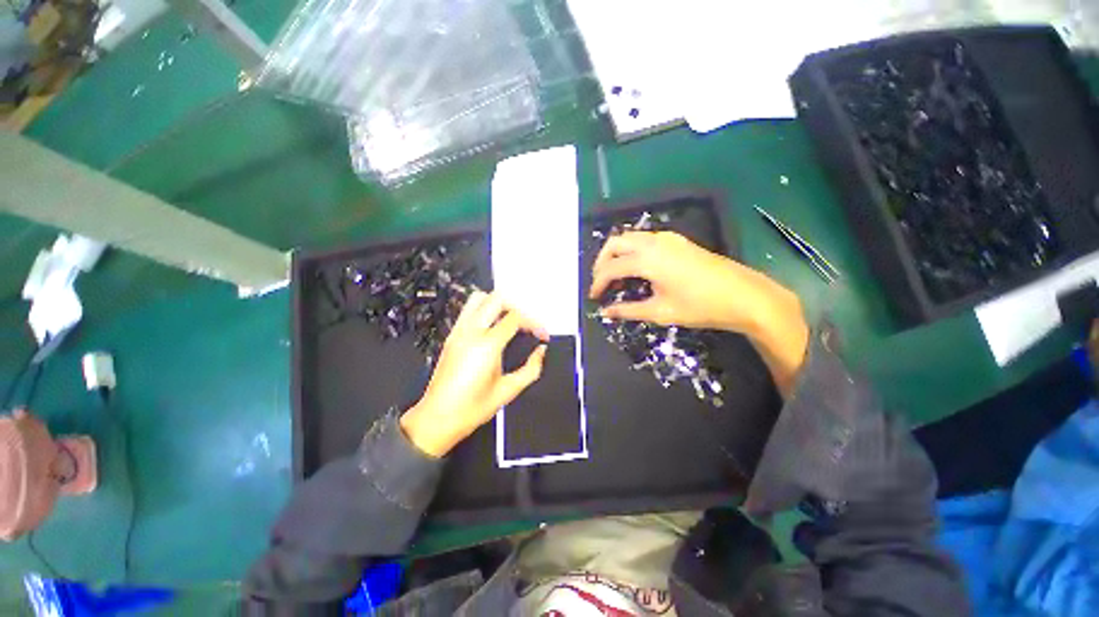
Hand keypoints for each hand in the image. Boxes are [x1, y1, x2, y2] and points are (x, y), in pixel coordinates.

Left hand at [400, 291, 547, 456]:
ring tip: (510, 320)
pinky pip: (468, 311)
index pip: (516, 317)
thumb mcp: (509, 390)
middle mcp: (470, 333)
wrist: (438, 418)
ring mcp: (458, 332)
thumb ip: (531, 369)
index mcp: (487, 346)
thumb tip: (541, 352)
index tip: (541, 334)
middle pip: (497, 299)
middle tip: (527, 323)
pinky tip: (493, 328)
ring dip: (498, 304)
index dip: (534, 323)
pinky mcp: (452, 337)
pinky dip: (484, 310)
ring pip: (478, 298)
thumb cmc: (471, 408)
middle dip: (518, 307)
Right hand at [589, 231, 808, 394]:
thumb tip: (605, 312)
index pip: (611, 267)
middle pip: (615, 243)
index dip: (598, 283)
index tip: (593, 297)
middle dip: (602, 262)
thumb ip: (628, 310)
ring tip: (616, 277)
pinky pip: (644, 239)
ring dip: (617, 254)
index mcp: (647, 259)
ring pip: (630, 238)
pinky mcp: (677, 241)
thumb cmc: (700, 306)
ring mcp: (667, 238)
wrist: (744, 296)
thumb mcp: (660, 311)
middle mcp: (653, 242)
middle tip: (601, 283)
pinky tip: (637, 269)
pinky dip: (632, 251)